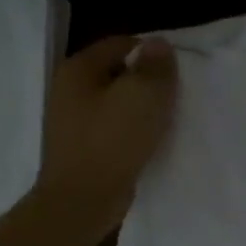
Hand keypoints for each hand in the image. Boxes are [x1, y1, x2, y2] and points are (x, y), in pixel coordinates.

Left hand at [32, 34, 177, 237]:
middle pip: (118, 71)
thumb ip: (155, 66)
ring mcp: (72, 119)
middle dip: (147, 80)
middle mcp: (69, 89)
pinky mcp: (81, 146)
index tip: (177, 71)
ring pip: (117, 100)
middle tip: (175, 94)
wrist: (82, 202)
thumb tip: (159, 43)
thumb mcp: (144, 95)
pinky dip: (131, 129)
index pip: (122, 44)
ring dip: (140, 107)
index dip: (152, 53)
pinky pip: (113, 126)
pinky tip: (150, 140)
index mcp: (79, 68)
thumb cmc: (112, 141)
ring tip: (166, 119)